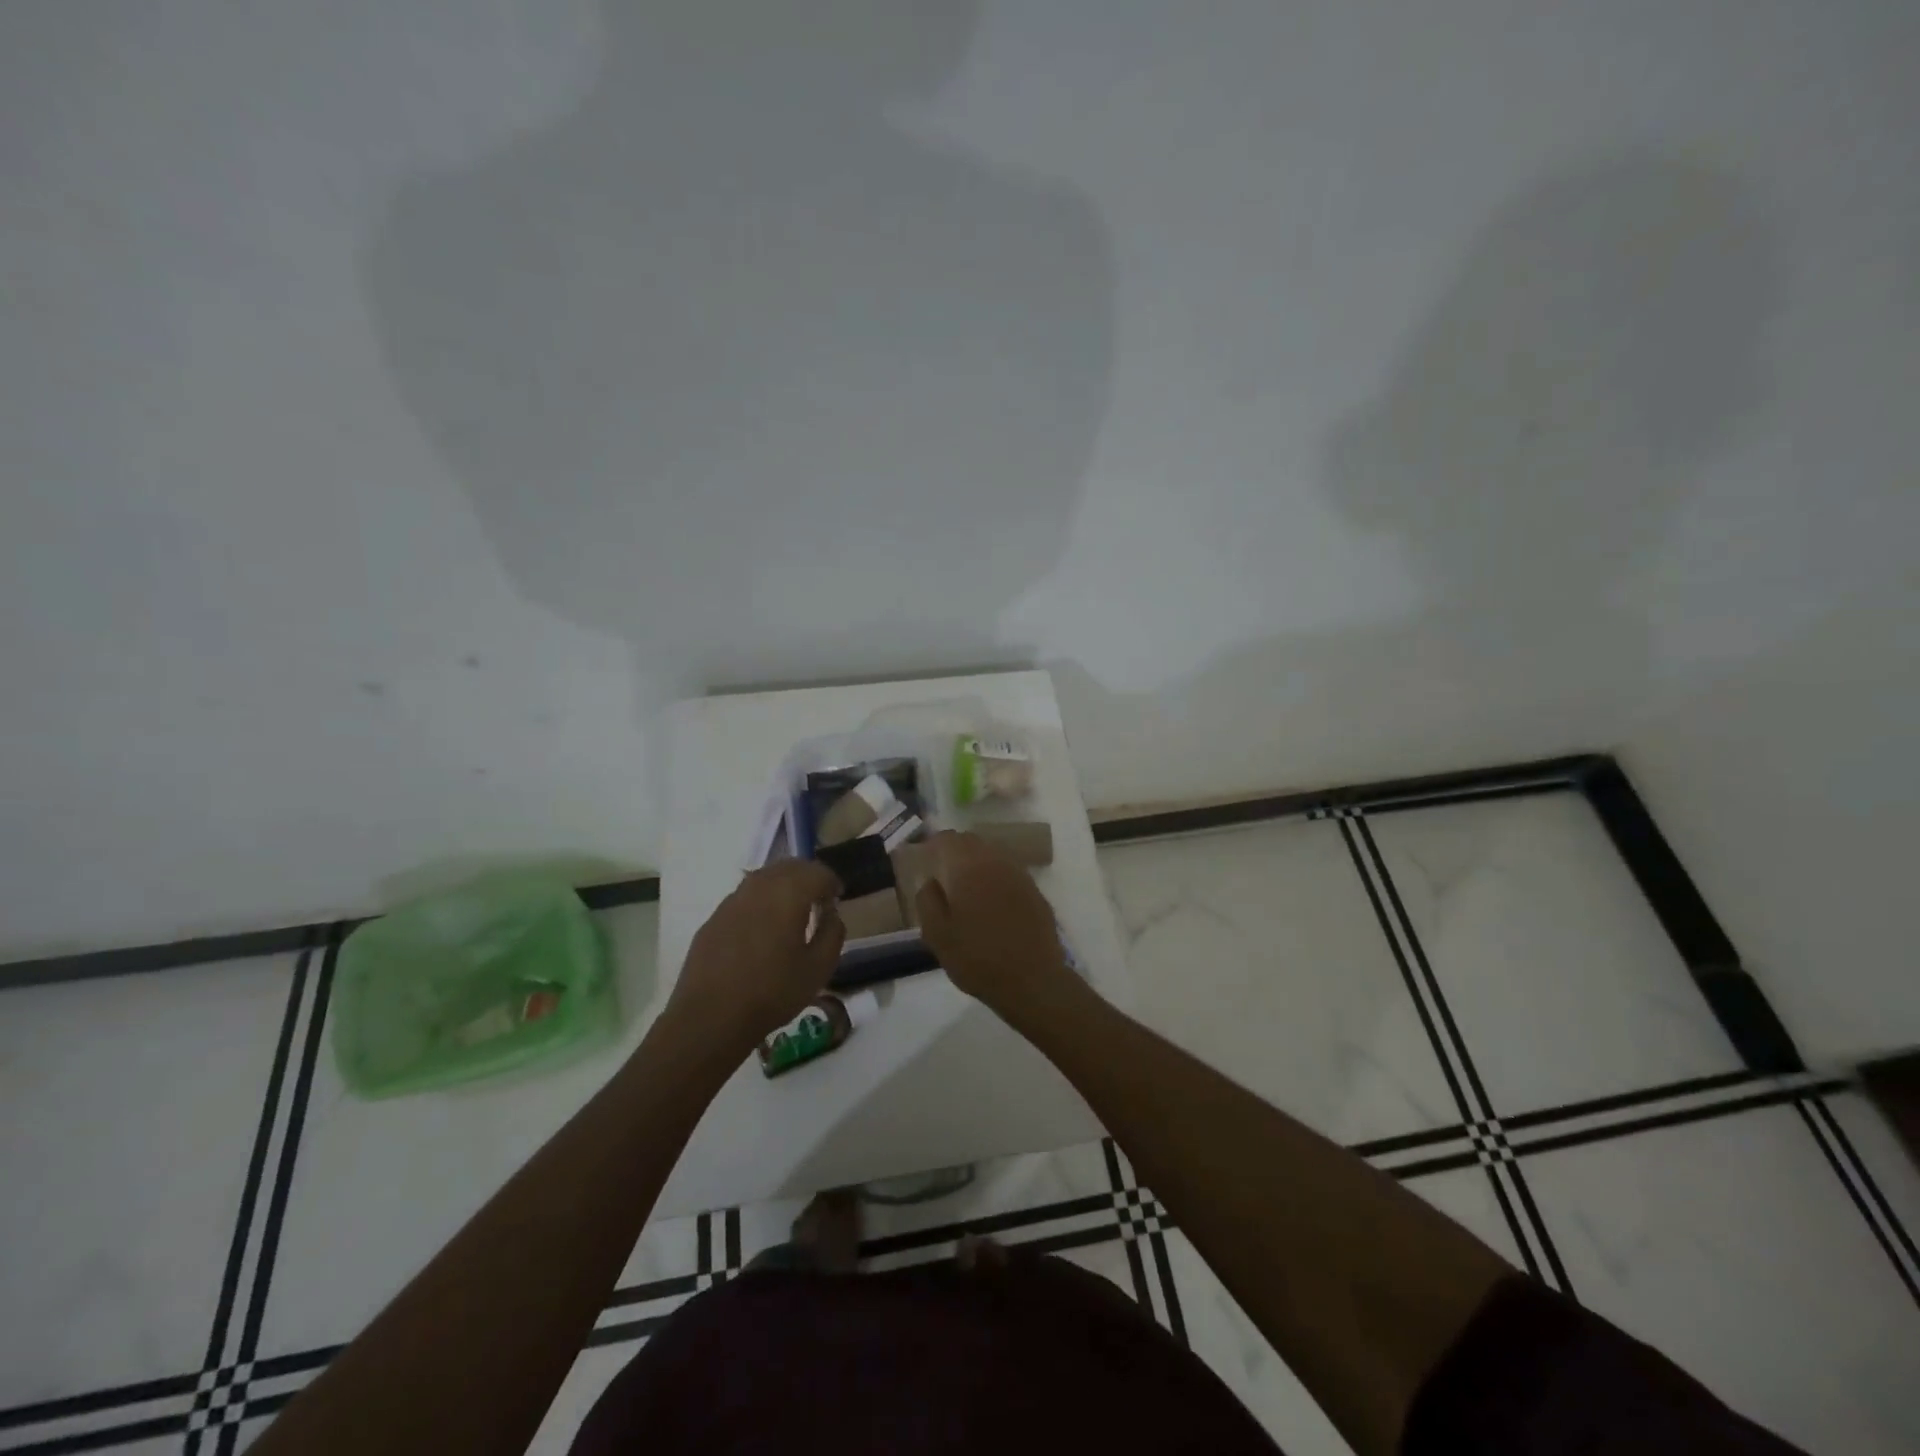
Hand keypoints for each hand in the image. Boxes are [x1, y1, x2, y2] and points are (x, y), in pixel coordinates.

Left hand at [667, 859, 844, 1050]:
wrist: (710, 1018)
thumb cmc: (772, 992)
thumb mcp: (819, 968)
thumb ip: (833, 933)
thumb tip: (831, 914)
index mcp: (788, 893)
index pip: (817, 872)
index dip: (832, 882)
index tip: (838, 899)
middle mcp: (758, 887)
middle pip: (789, 867)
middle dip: (808, 878)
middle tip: (818, 899)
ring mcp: (731, 901)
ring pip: (763, 878)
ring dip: (782, 887)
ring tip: (791, 912)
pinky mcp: (713, 919)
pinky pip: (744, 898)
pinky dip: (760, 902)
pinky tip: (762, 930)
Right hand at [914, 832, 1079, 1018]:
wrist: (1032, 981)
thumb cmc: (977, 959)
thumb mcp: (937, 935)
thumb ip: (928, 901)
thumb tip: (931, 881)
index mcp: (969, 868)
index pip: (949, 839)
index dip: (934, 842)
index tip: (925, 853)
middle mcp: (996, 862)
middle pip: (973, 842)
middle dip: (956, 849)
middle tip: (943, 867)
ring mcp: (1020, 876)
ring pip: (994, 854)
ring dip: (978, 861)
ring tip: (966, 883)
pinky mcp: (1036, 892)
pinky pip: (1010, 873)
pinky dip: (996, 876)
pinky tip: (992, 899)